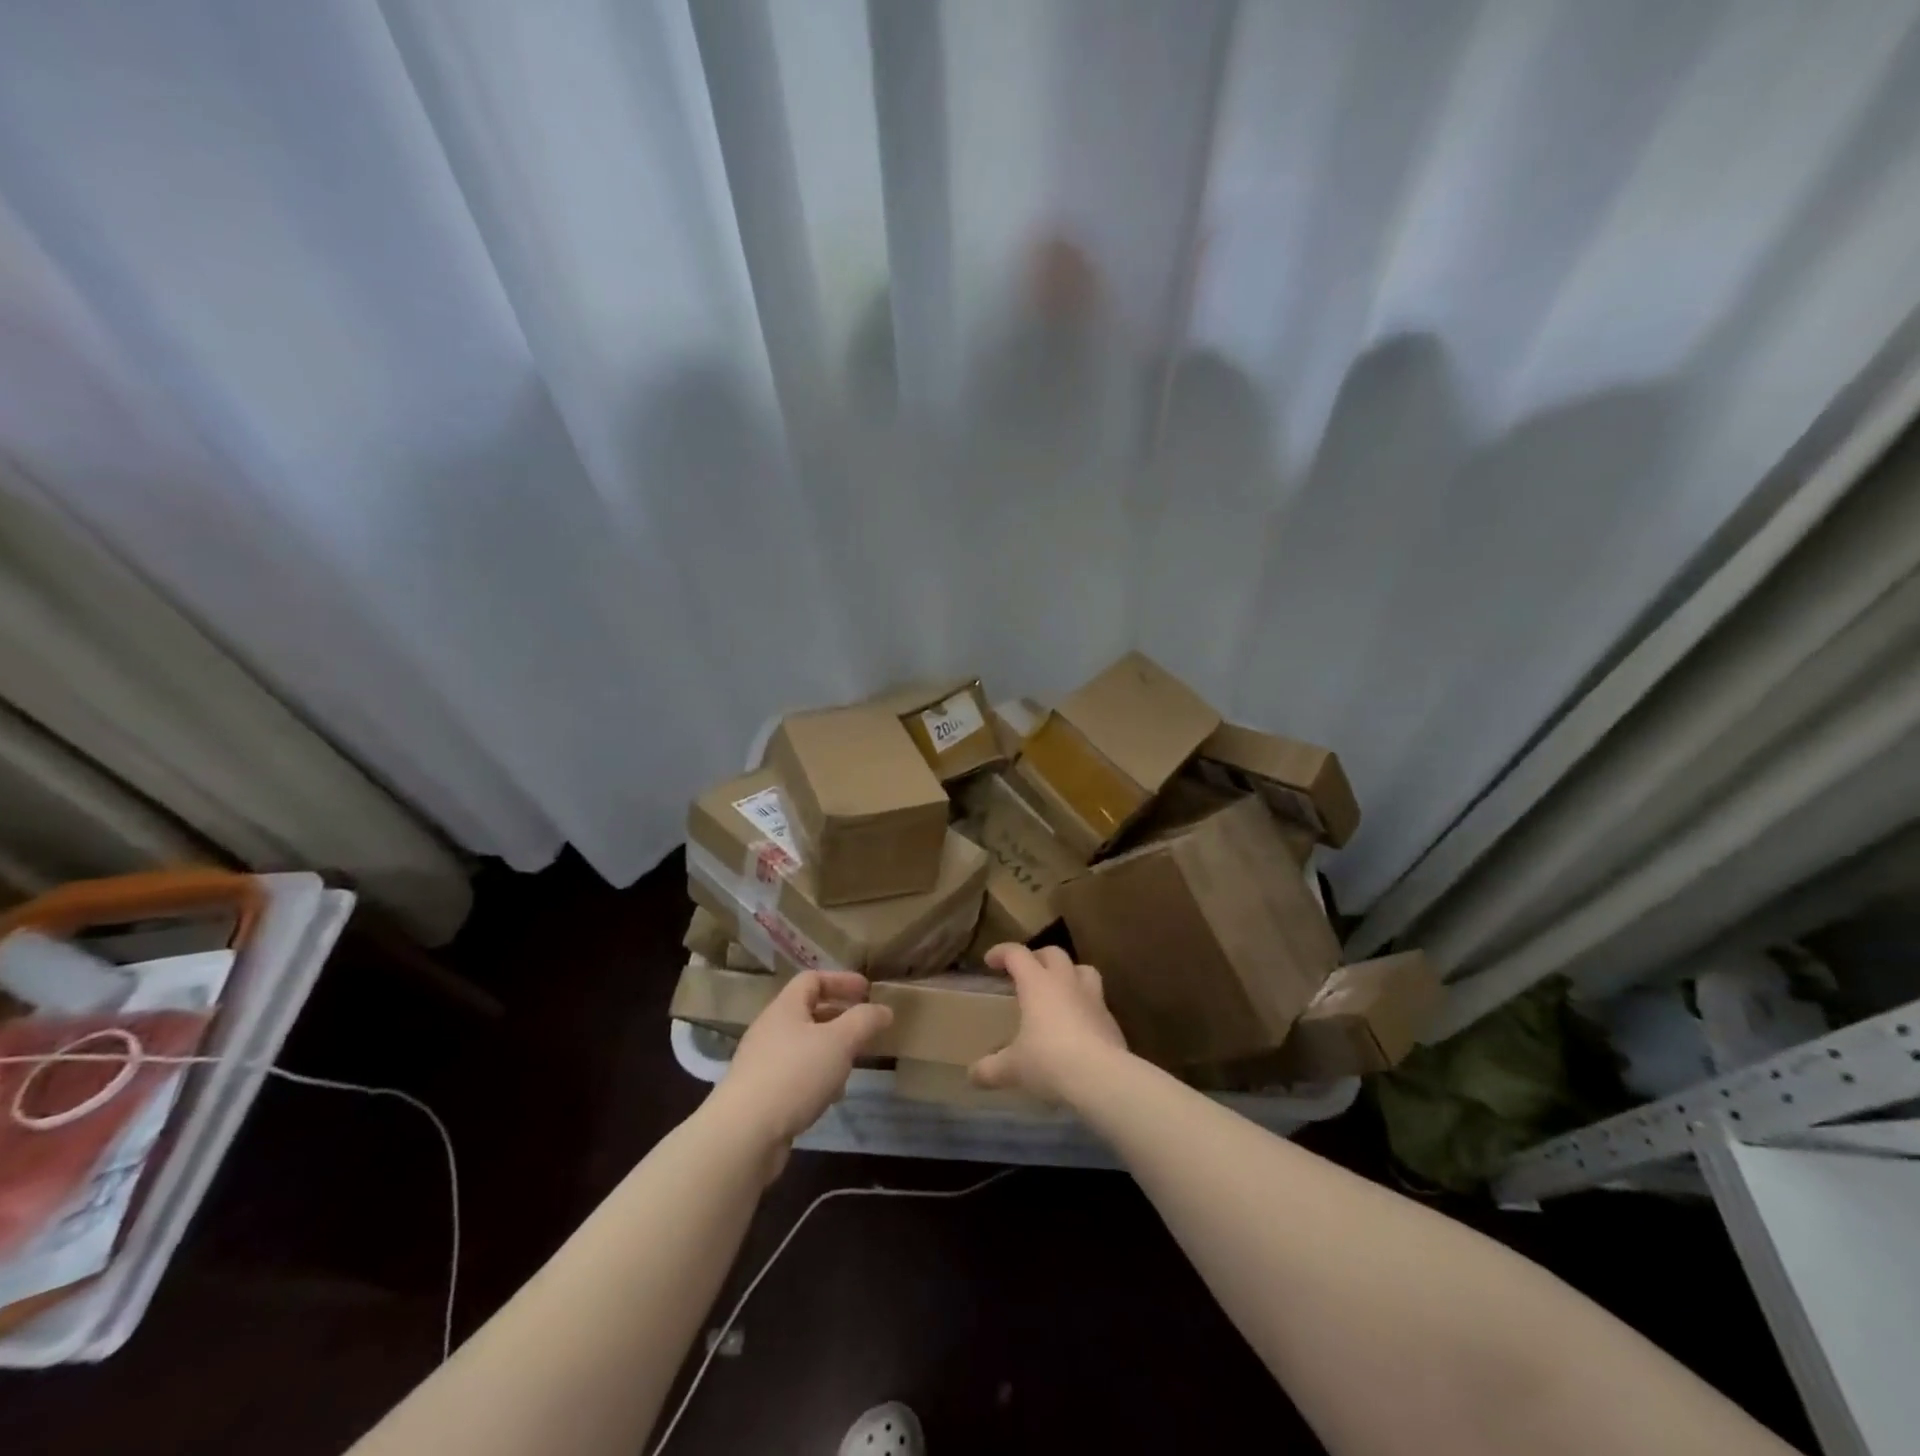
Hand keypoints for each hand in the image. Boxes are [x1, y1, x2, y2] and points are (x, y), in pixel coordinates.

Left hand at [709, 971, 892, 1152]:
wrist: (743, 1135)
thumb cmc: (794, 1075)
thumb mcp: (839, 1042)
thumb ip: (864, 1021)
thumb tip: (884, 1010)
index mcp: (785, 1008)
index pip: (812, 979)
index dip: (841, 980)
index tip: (867, 991)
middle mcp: (770, 1030)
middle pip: (808, 1012)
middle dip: (840, 1018)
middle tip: (865, 1029)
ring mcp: (762, 1063)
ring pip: (804, 1046)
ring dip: (830, 1051)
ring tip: (851, 1065)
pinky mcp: (761, 1094)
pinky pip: (795, 1075)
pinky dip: (817, 1078)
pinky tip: (829, 1097)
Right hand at [970, 944, 1128, 1105]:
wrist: (1101, 1077)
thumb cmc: (1049, 1061)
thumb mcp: (1013, 1068)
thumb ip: (991, 1069)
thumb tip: (972, 1075)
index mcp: (1037, 983)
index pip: (1017, 954)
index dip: (1002, 953)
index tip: (990, 961)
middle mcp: (1066, 982)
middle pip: (1053, 953)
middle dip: (1037, 957)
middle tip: (1026, 972)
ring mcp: (1093, 998)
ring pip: (1082, 969)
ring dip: (1069, 973)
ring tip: (1058, 989)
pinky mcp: (1111, 1019)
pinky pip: (1097, 1001)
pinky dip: (1085, 1005)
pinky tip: (1078, 1025)